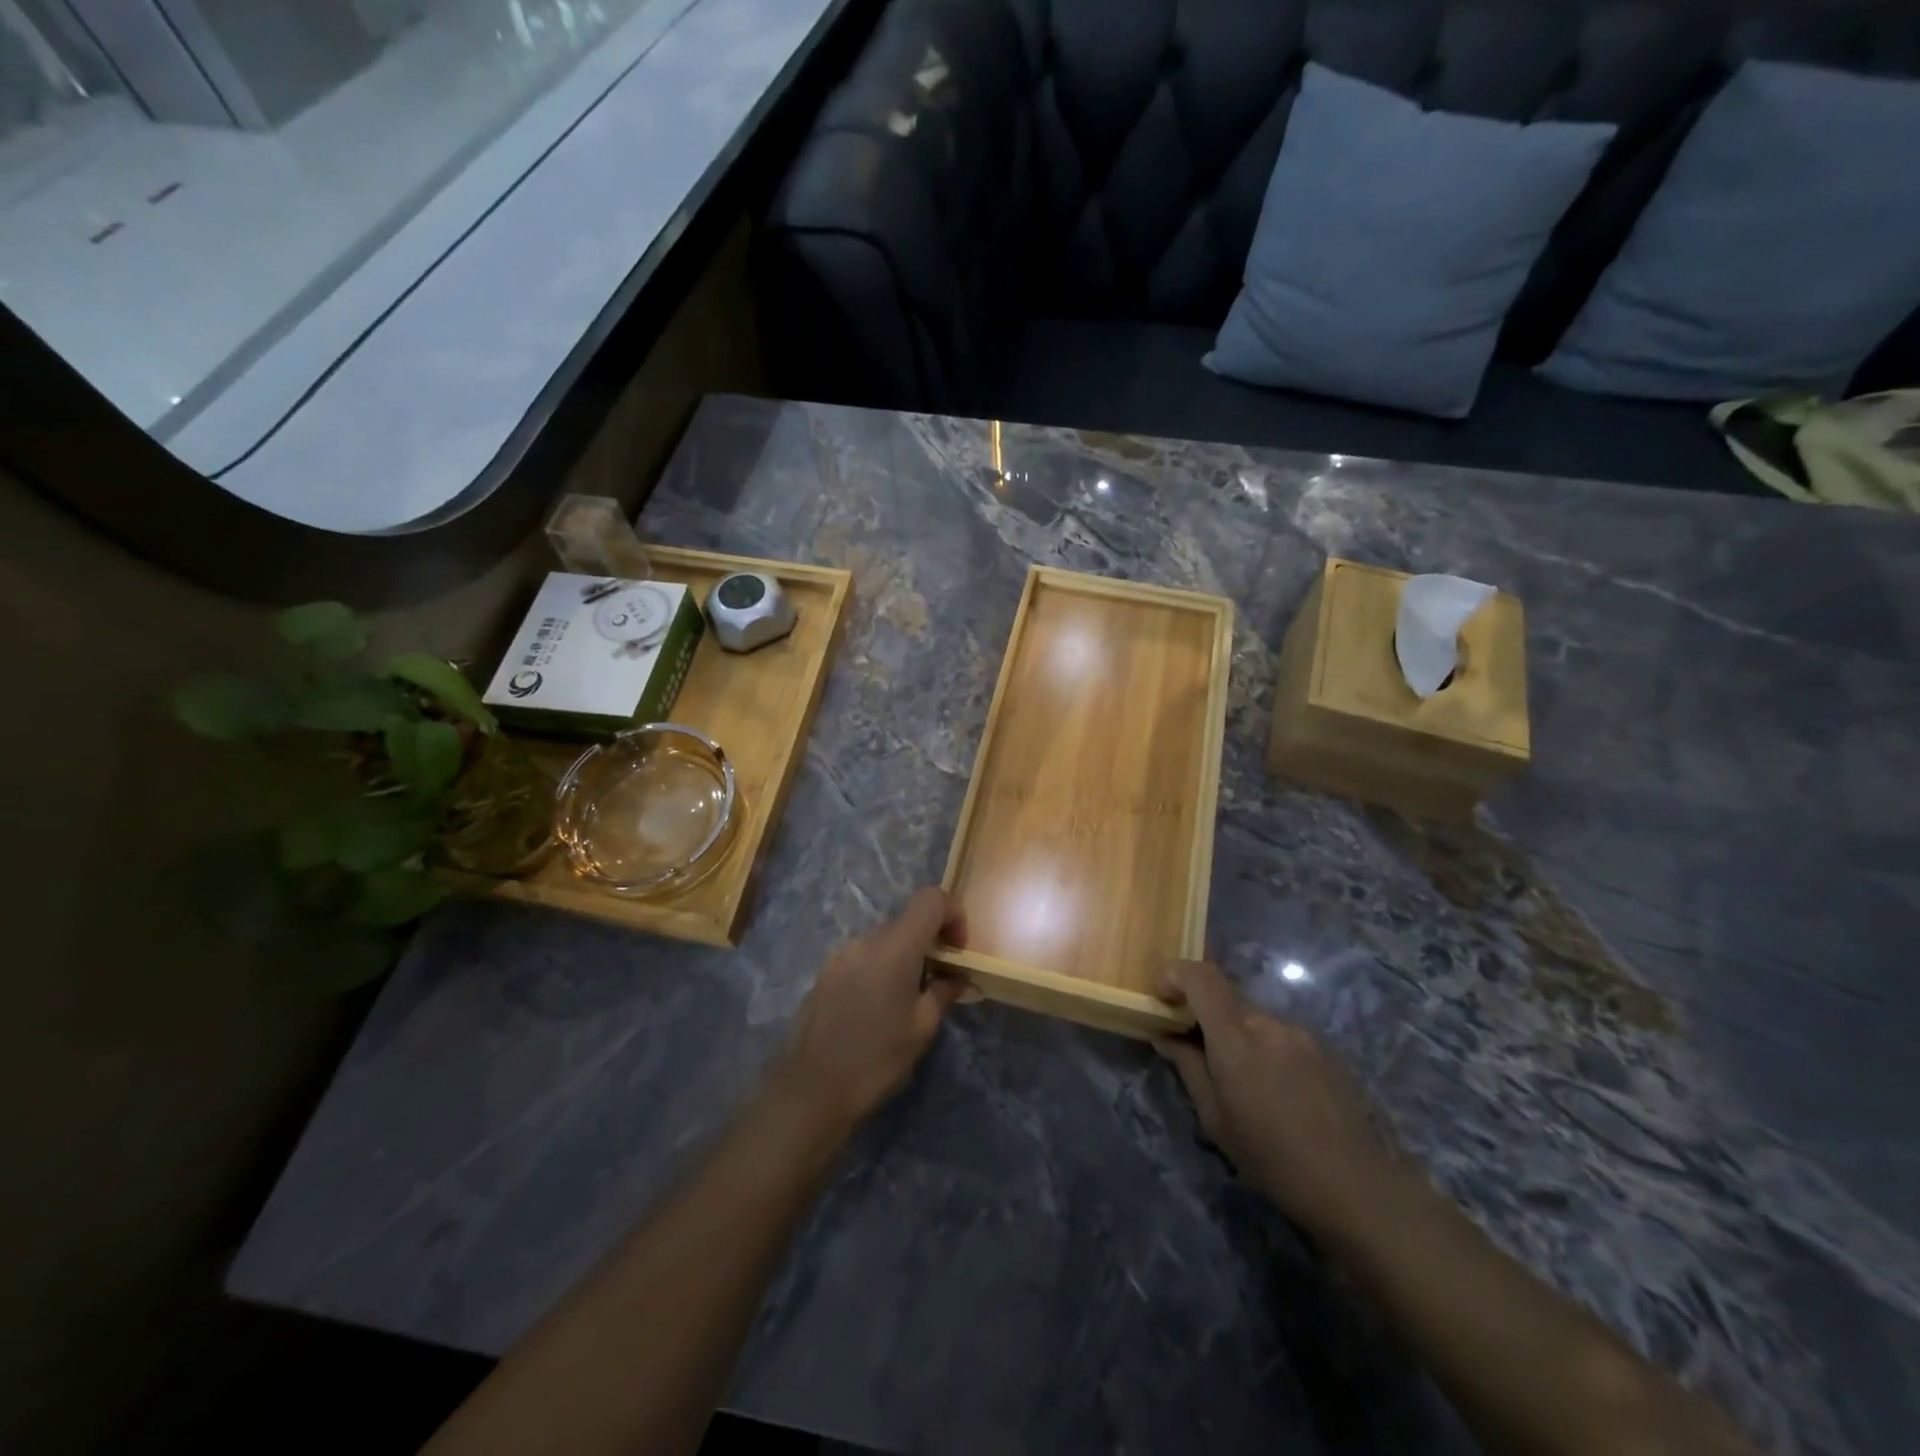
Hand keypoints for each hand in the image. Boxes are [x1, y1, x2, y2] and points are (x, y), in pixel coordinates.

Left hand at [772, 887, 965, 1131]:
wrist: (812, 1089)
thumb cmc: (876, 1058)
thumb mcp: (922, 1029)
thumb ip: (943, 993)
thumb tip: (958, 979)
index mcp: (895, 946)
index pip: (931, 898)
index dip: (953, 914)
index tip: (958, 949)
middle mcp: (866, 939)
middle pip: (908, 920)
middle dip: (930, 942)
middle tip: (940, 981)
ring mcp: (841, 954)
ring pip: (884, 940)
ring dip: (904, 957)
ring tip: (907, 1000)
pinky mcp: (825, 973)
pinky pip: (863, 957)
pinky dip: (880, 969)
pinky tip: (878, 1009)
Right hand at [1156, 959, 1400, 1237]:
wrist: (1355, 1185)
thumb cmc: (1272, 1157)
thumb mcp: (1215, 1119)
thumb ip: (1188, 1067)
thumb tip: (1165, 1036)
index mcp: (1235, 1036)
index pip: (1200, 976)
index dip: (1175, 975)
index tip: (1162, 998)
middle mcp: (1267, 1022)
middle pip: (1225, 998)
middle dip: (1204, 1014)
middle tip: (1195, 1050)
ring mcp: (1299, 1032)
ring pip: (1253, 1018)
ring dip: (1236, 1034)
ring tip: (1240, 1081)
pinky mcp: (1323, 1047)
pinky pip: (1279, 1034)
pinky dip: (1264, 1047)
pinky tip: (1274, 1089)